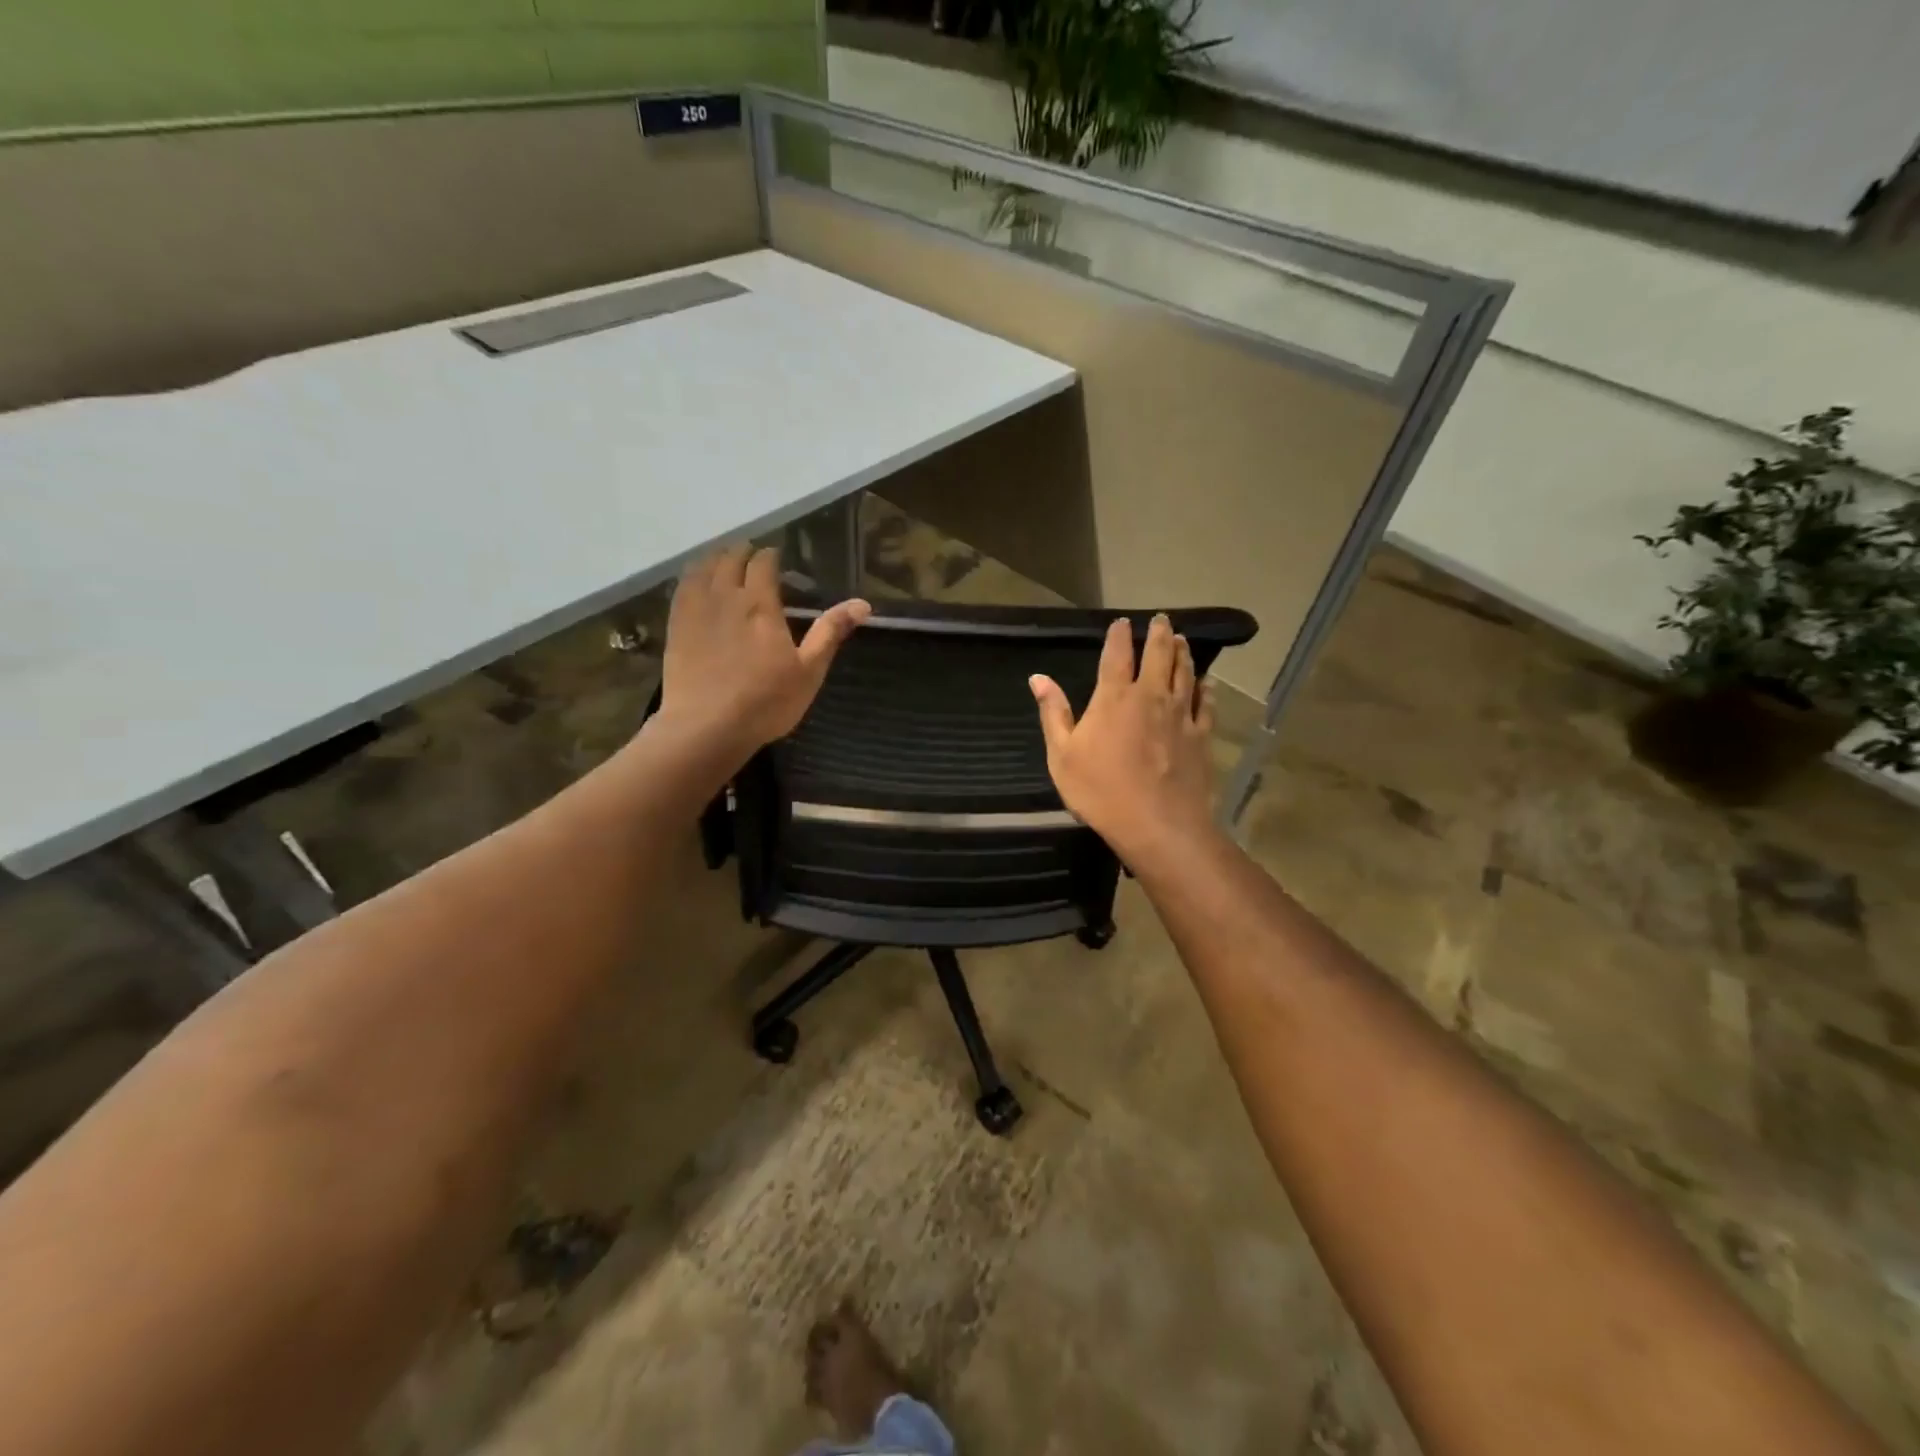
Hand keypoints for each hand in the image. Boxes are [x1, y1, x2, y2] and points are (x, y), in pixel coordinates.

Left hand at [656, 544, 869, 759]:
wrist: (706, 728)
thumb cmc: (766, 702)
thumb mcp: (809, 671)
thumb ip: (831, 632)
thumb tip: (863, 603)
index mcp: (760, 605)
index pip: (763, 564)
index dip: (770, 555)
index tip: (776, 555)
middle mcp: (726, 598)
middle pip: (730, 560)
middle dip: (742, 552)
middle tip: (751, 555)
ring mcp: (695, 611)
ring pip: (702, 569)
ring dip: (715, 559)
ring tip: (723, 560)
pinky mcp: (675, 628)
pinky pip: (681, 589)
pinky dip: (691, 577)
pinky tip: (695, 583)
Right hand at [1030, 614, 1216, 860]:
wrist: (1158, 825)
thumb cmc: (1101, 791)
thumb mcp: (1062, 755)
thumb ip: (1053, 713)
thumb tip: (1038, 678)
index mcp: (1114, 698)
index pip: (1117, 655)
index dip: (1119, 635)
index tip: (1122, 622)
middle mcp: (1151, 696)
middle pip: (1159, 655)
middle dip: (1159, 634)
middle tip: (1161, 619)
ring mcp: (1181, 715)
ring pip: (1185, 673)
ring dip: (1183, 653)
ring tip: (1182, 640)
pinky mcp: (1202, 736)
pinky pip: (1206, 704)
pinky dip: (1205, 688)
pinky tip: (1205, 682)